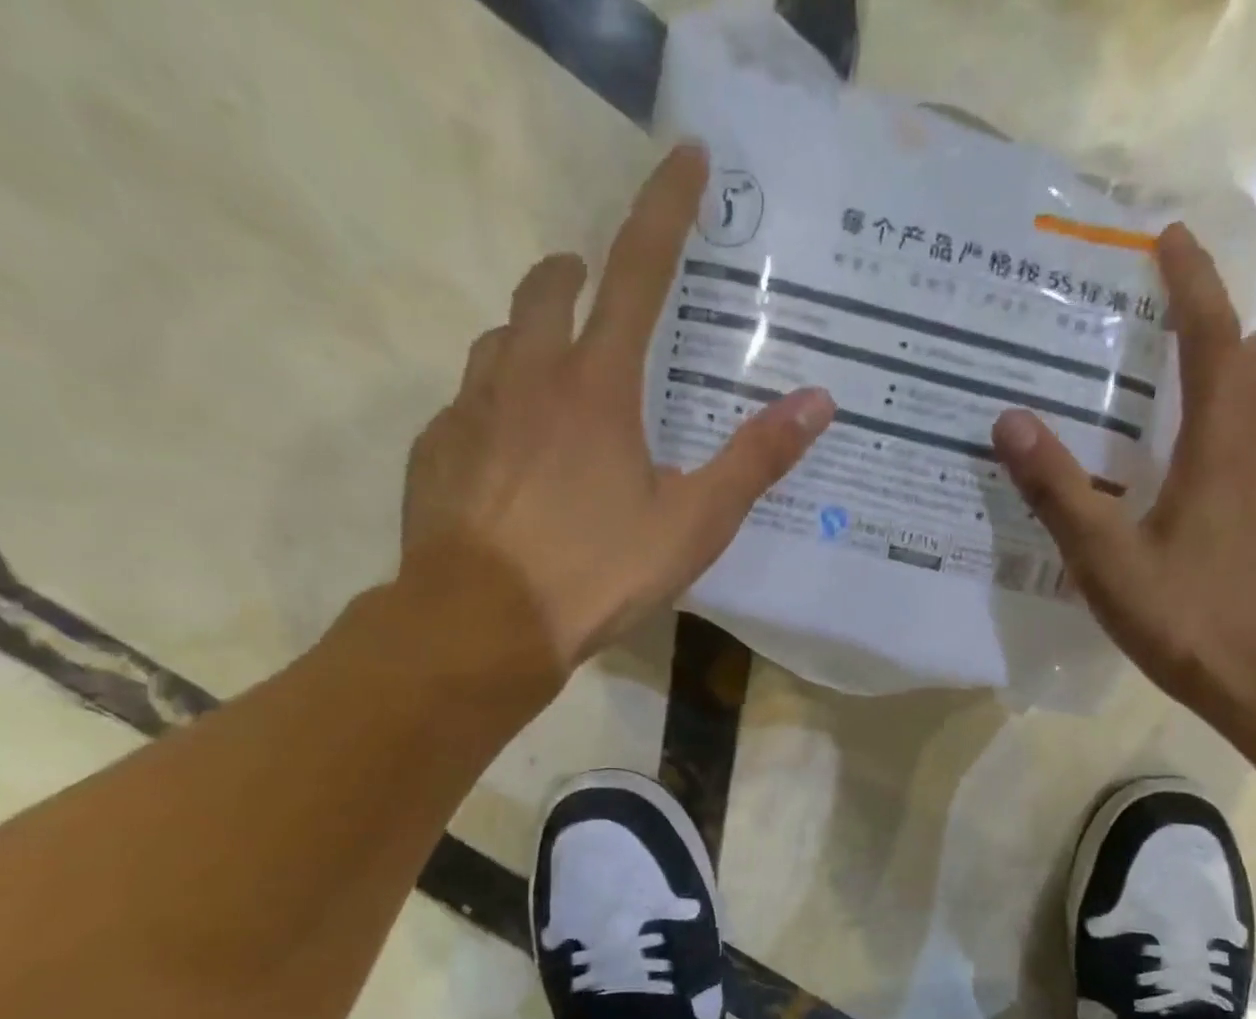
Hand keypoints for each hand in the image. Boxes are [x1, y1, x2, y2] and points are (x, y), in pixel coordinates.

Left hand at [401, 144, 835, 672]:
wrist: (485, 624)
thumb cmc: (598, 572)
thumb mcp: (693, 525)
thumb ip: (754, 461)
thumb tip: (818, 402)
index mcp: (596, 387)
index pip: (637, 271)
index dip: (665, 210)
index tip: (686, 157)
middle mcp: (527, 378)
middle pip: (547, 291)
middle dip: (575, 273)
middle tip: (594, 288)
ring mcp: (470, 412)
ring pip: (499, 344)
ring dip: (530, 338)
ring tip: (554, 376)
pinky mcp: (436, 452)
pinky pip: (466, 405)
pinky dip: (495, 406)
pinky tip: (510, 452)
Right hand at [991, 225, 1255, 752]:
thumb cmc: (1194, 620)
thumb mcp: (1109, 561)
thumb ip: (1059, 491)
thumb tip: (1011, 420)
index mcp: (1223, 448)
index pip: (1213, 340)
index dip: (1193, 285)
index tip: (1171, 240)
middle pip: (1252, 366)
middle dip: (1216, 326)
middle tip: (1171, 315)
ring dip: (1232, 379)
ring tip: (1183, 386)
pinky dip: (1238, 437)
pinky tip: (1204, 479)